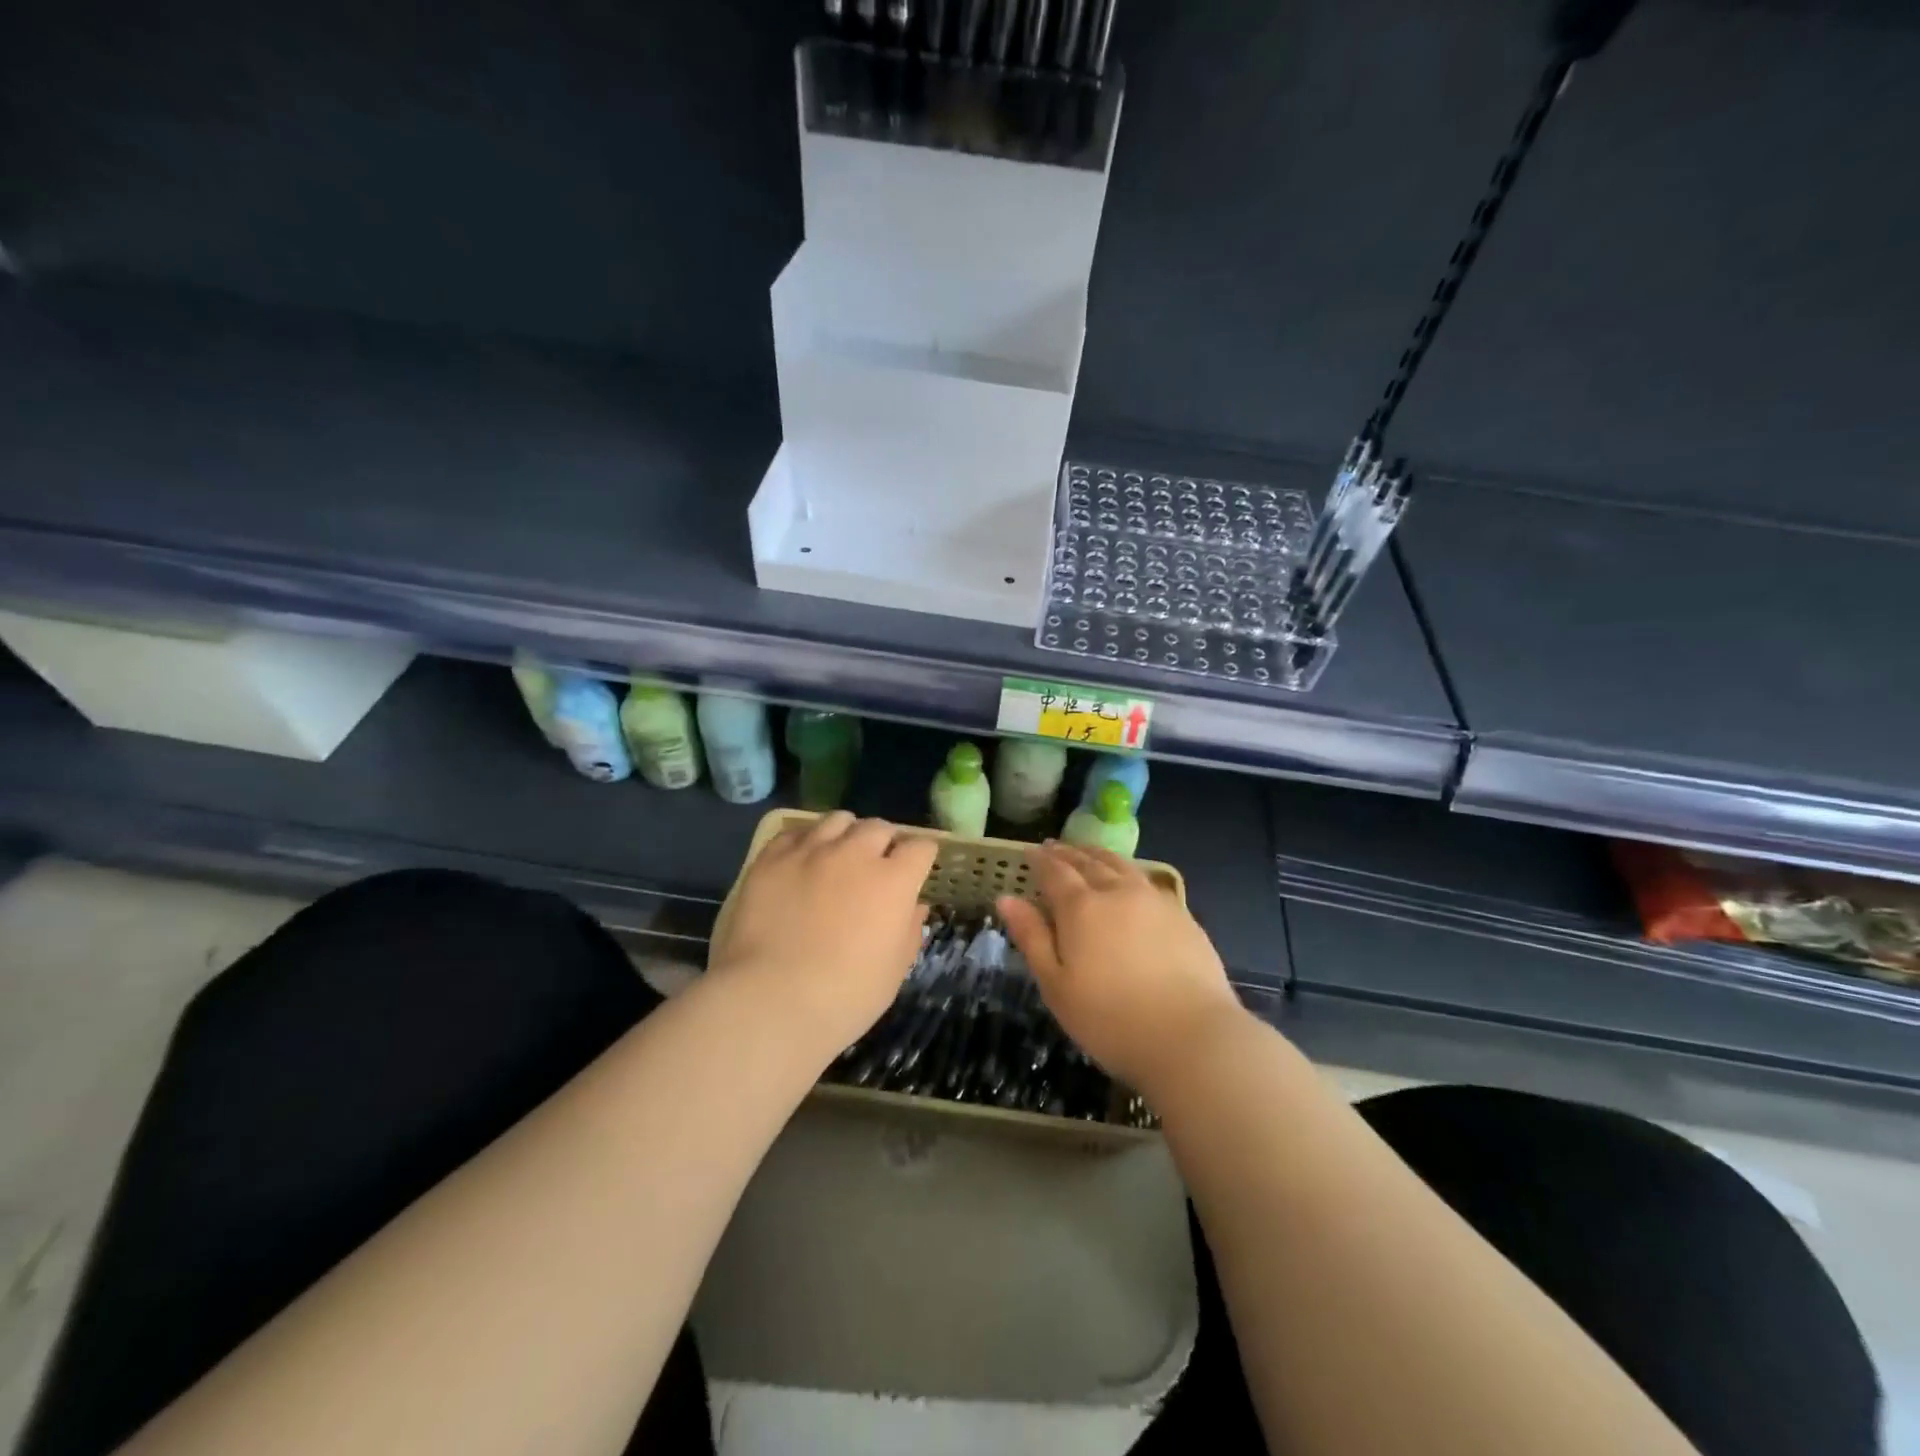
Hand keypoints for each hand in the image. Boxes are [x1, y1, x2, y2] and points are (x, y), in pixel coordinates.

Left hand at [711, 813, 938, 1057]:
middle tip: (878, 864)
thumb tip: (915, 906)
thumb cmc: (845, 996)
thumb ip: (909, 931)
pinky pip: (796, 833)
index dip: (921, 857)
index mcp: (893, 881)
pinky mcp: (772, 858)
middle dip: (885, 842)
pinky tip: (803, 860)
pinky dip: (807, 841)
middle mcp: (855, 854)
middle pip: (879, 827)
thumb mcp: (894, 971)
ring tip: (840, 854)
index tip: (916, 870)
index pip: (920, 847)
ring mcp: (811, 851)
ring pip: (838, 820)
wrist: (770, 1000)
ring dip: (847, 834)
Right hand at [998, 844, 1245, 1095]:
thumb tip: (1005, 898)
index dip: (1039, 860)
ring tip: (1088, 853)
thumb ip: (1031, 937)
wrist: (1192, 1037)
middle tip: (1054, 847)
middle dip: (1067, 853)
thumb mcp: (1056, 985)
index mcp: (1081, 907)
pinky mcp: (1182, 916)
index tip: (1028, 852)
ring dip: (1099, 855)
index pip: (1054, 871)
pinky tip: (1129, 881)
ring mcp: (1154, 900)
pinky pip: (1146, 881)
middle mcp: (1117, 892)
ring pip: (1121, 866)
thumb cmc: (1110, 1019)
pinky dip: (1128, 872)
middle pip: (1088, 862)